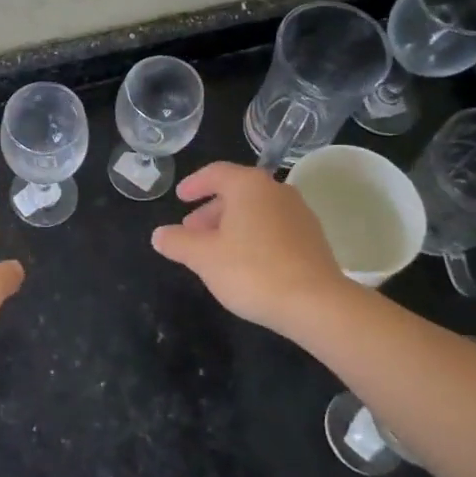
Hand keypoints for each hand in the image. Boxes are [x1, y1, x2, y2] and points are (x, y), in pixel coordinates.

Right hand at [150, 162, 347, 335]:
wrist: (316, 304)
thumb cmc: (252, 271)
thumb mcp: (203, 257)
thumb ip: (177, 242)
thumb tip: (159, 234)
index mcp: (248, 185)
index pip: (215, 173)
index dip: (194, 185)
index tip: (179, 198)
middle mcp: (276, 190)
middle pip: (237, 192)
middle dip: (211, 211)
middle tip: (191, 231)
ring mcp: (299, 213)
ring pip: (256, 211)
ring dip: (232, 225)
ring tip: (215, 250)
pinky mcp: (313, 238)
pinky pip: (274, 227)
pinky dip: (254, 236)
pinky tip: (245, 263)